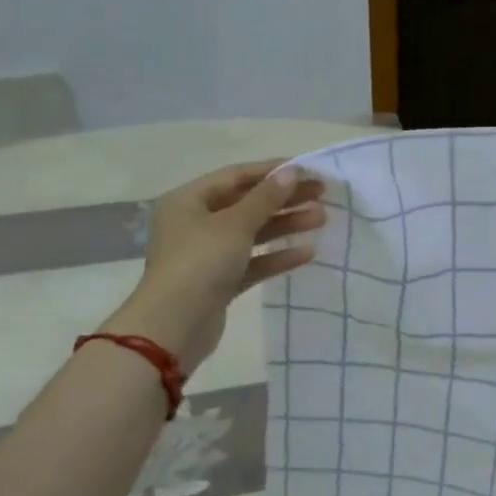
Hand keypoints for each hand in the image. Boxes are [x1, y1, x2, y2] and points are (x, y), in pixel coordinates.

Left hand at [103, 159, 326, 366]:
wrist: (174, 326)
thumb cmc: (200, 262)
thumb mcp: (235, 224)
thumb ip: (266, 198)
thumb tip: (292, 172)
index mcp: (188, 201)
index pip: (236, 176)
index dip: (272, 171)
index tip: (307, 170)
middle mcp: (194, 223)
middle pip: (246, 204)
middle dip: (284, 199)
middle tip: (321, 194)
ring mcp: (207, 254)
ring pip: (252, 233)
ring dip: (285, 225)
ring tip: (321, 219)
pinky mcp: (219, 282)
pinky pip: (252, 262)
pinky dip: (276, 256)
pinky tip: (307, 253)